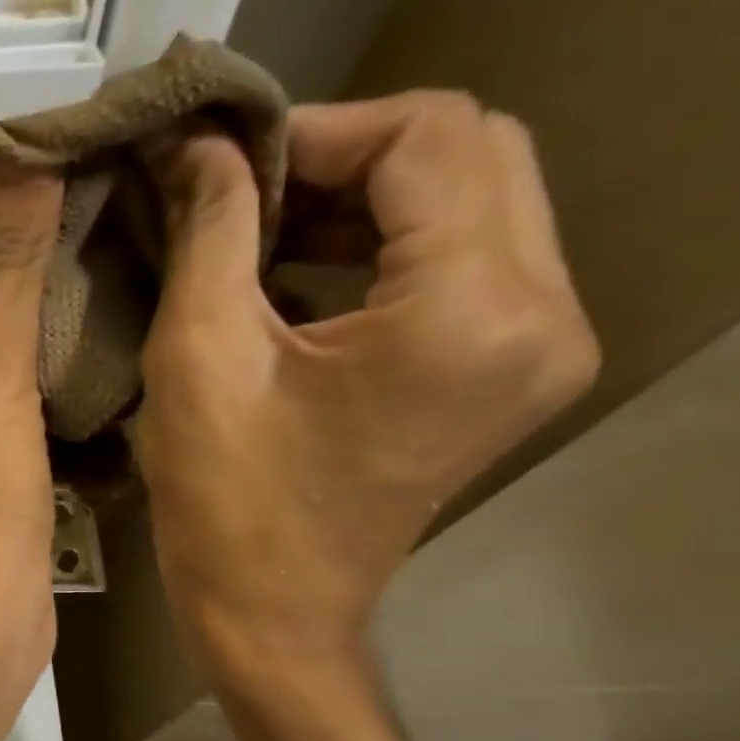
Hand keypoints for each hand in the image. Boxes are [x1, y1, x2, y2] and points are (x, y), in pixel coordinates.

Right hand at [134, 91, 600, 679]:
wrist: (271, 611)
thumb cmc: (225, 499)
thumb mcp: (197, 357)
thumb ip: (208, 231)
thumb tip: (200, 146)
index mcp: (470, 310)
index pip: (429, 136)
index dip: (317, 129)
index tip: (223, 163)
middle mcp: (542, 312)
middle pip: (471, 153)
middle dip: (344, 156)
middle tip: (242, 193)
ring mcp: (539, 343)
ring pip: (473, 199)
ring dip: (360, 198)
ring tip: (259, 230)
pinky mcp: (507, 367)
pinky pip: (463, 258)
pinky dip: (378, 245)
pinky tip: (297, 272)